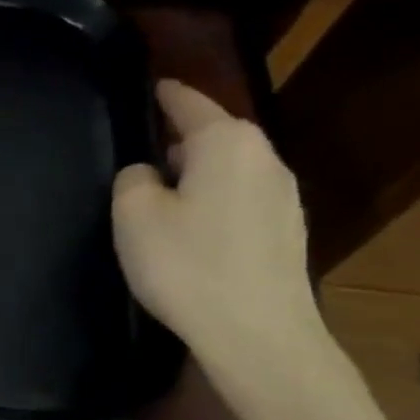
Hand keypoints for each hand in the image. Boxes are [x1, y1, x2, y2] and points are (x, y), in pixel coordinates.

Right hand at [112, 80, 324, 391]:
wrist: (257, 333)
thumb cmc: (186, 264)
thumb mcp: (134, 214)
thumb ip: (134, 178)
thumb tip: (148, 174)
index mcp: (226, 143)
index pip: (189, 103)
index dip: (166, 94)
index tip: (151, 86)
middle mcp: (263, 159)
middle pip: (215, 135)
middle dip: (181, 139)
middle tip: (143, 154)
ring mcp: (282, 196)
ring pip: (229, 169)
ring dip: (198, 174)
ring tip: (163, 196)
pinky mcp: (286, 232)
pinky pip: (240, 199)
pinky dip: (214, 201)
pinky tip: (193, 230)